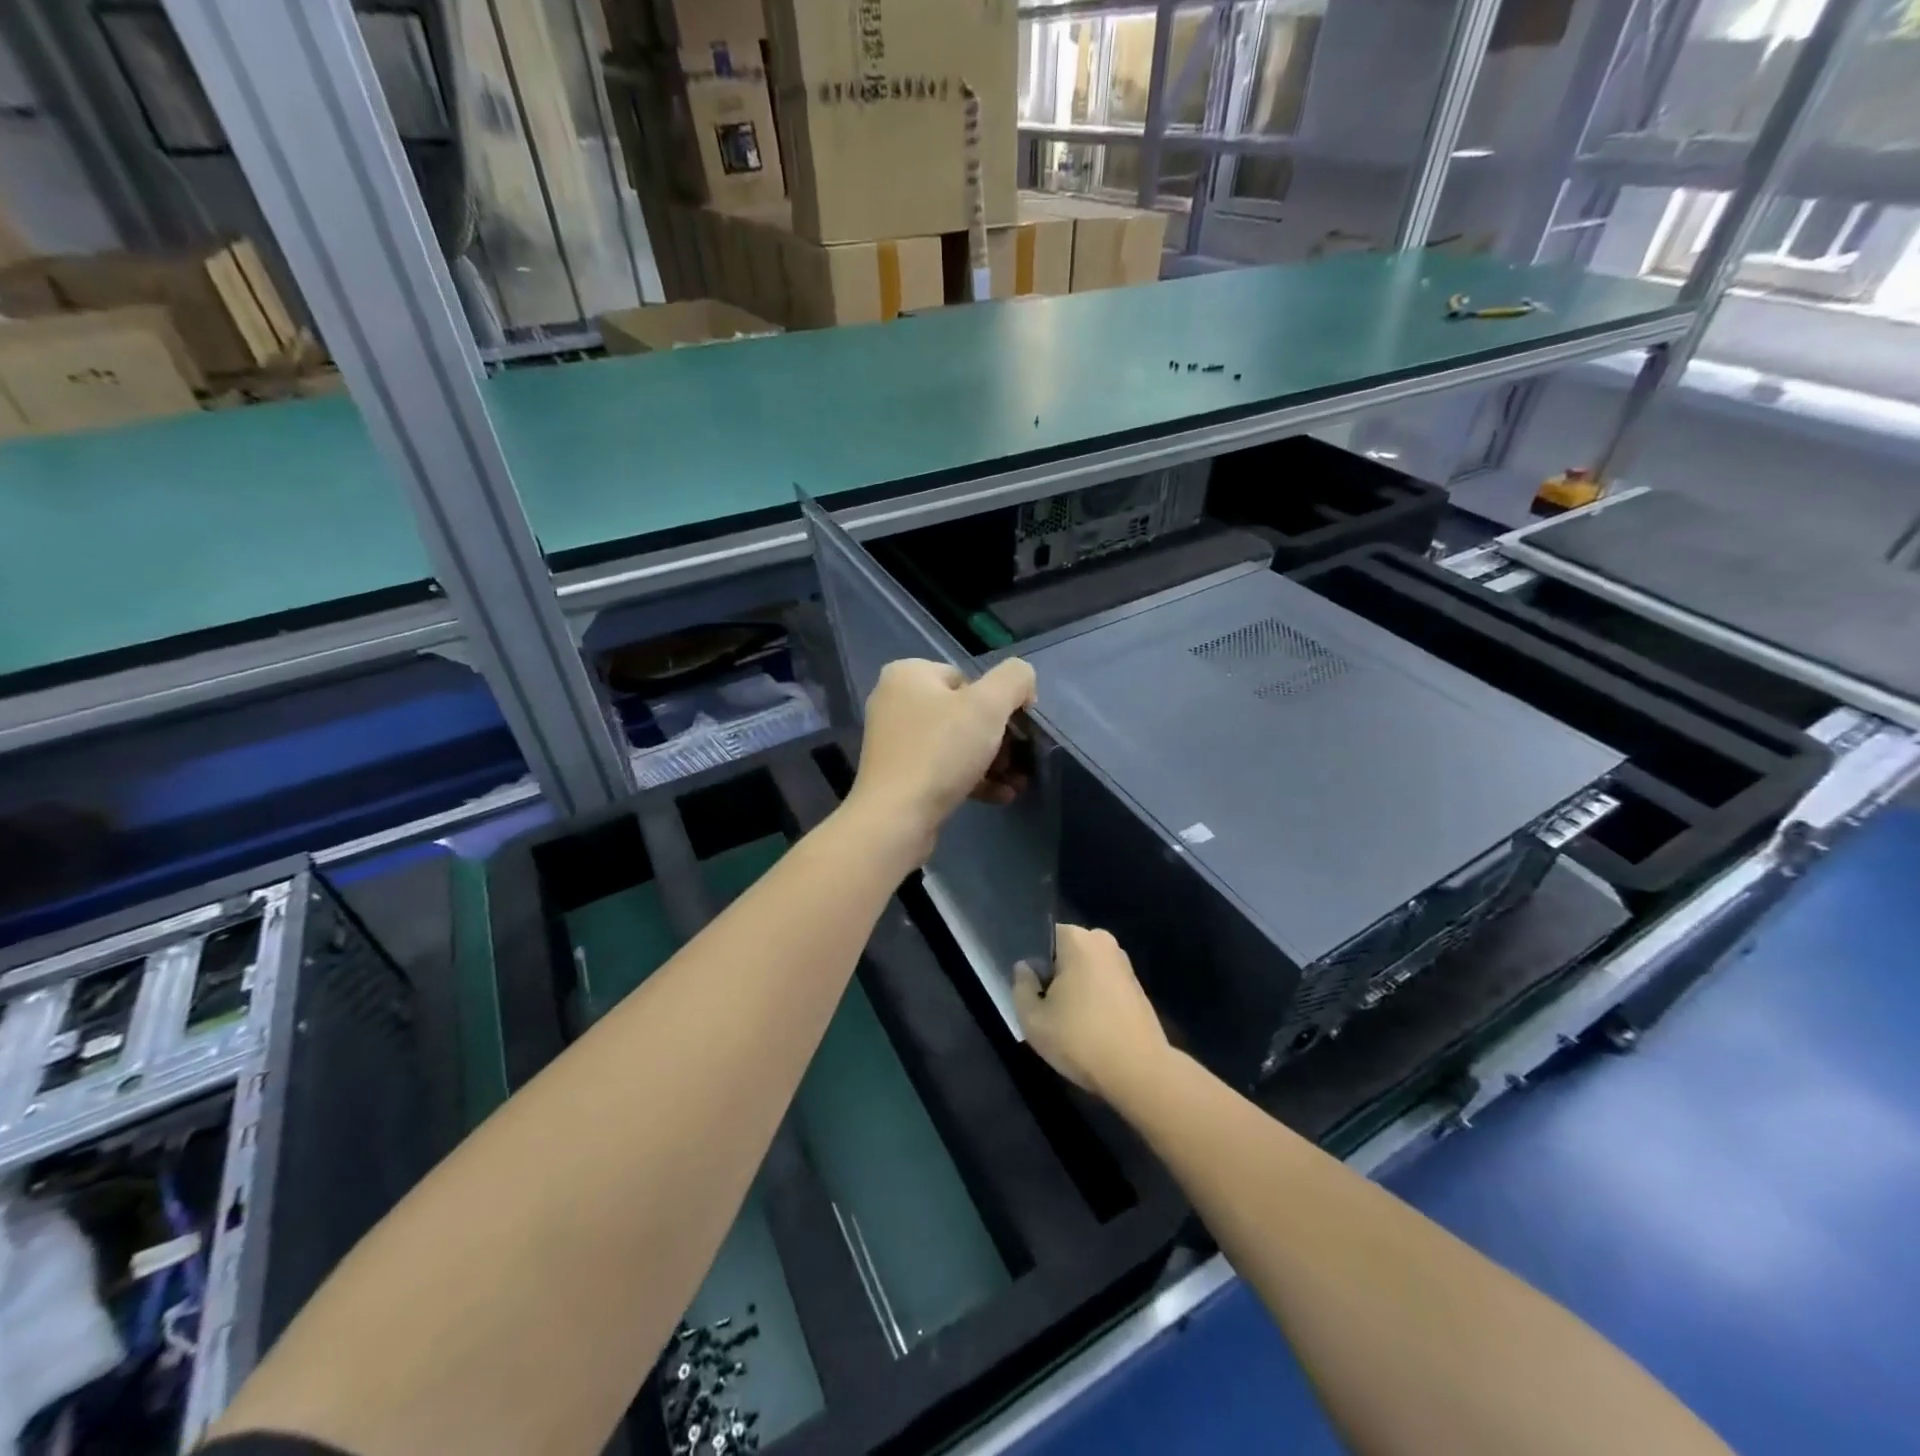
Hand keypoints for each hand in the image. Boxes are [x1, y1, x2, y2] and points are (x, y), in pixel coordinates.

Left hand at [847, 657, 1036, 854]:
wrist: (895, 817)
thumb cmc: (941, 751)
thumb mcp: (988, 705)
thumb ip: (1014, 679)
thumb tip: (1022, 684)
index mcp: (908, 674)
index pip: (968, 679)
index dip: (999, 702)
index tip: (1017, 728)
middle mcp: (895, 702)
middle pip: (963, 713)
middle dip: (998, 738)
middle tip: (1018, 760)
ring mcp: (895, 741)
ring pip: (956, 744)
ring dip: (992, 762)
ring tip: (1017, 783)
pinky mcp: (898, 775)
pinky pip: (943, 768)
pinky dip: (973, 779)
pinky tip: (1001, 796)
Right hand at [1014, 925, 1169, 1102]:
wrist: (1140, 1072)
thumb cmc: (1081, 1040)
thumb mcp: (1033, 1020)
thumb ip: (1021, 987)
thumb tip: (1025, 968)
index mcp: (1078, 939)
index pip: (1043, 938)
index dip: (1032, 963)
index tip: (1029, 989)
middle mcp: (1103, 941)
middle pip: (1065, 953)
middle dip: (1053, 975)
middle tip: (1043, 1008)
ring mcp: (1123, 963)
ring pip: (1085, 969)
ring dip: (1074, 988)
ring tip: (1065, 1021)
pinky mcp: (1136, 986)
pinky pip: (1103, 983)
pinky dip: (1093, 998)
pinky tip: (1088, 1027)